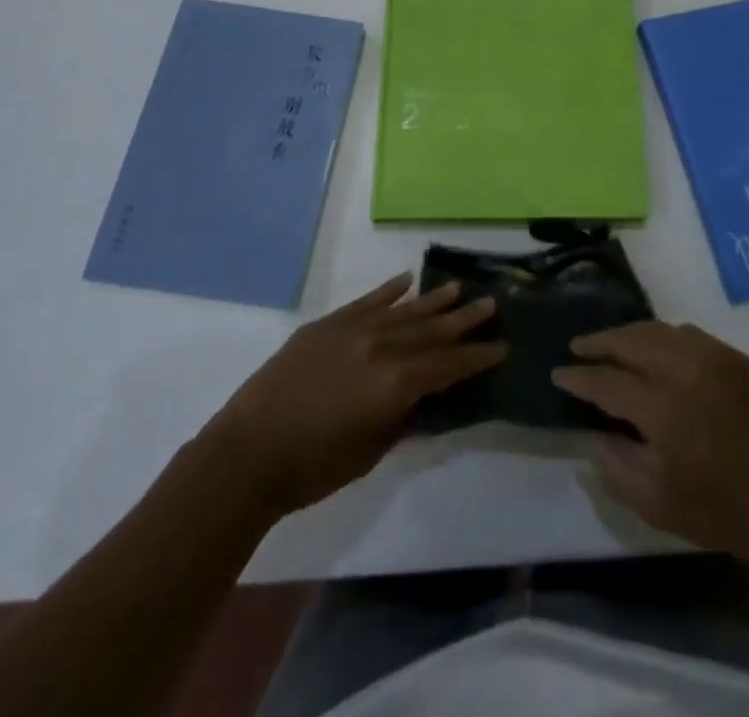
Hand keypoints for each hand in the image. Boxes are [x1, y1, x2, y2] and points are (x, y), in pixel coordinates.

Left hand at [205, 274, 501, 519]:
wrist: (247, 453)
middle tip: (490, 304)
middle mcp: (382, 347)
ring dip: (432, 300)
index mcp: (396, 383)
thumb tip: (421, 395)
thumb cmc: (312, 467)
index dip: (476, 357)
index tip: (501, 346)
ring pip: (403, 310)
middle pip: (431, 330)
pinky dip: (388, 292)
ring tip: (457, 288)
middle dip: (463, 320)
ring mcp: (353, 330)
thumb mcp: (370, 451)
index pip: (448, 365)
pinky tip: (406, 281)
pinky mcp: (327, 324)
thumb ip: (401, 417)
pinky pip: (366, 302)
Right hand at [552, 321, 748, 566]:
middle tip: (577, 347)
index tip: (558, 373)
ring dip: (628, 334)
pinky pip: (686, 333)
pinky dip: (661, 335)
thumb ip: (617, 467)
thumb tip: (594, 434)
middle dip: (599, 342)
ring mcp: (712, 356)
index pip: (606, 382)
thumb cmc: (728, 512)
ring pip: (657, 329)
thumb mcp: (660, 507)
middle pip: (629, 340)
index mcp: (662, 407)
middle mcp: (683, 368)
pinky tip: (654, 347)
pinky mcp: (734, 355)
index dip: (578, 377)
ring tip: (610, 343)